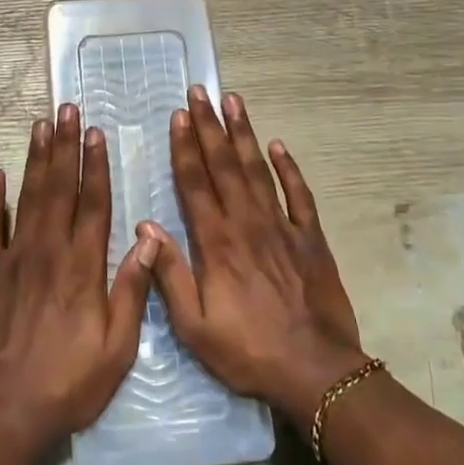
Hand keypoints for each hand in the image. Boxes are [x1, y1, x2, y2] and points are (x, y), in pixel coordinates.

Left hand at [0, 103, 155, 462]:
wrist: (5, 414)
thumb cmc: (69, 384)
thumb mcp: (117, 349)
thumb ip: (132, 291)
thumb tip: (147, 240)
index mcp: (83, 267)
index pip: (93, 204)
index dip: (96, 165)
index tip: (96, 133)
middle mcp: (48, 252)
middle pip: (59, 188)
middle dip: (64, 146)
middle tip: (66, 109)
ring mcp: (13, 259)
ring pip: (27, 198)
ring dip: (35, 159)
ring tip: (40, 125)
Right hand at [145, 88, 368, 430]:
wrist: (316, 372)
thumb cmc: (249, 352)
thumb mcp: (195, 327)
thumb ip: (170, 275)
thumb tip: (147, 227)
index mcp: (216, 243)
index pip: (195, 183)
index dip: (185, 147)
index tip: (178, 116)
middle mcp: (247, 223)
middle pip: (224, 165)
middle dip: (209, 126)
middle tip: (199, 92)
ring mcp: (282, 227)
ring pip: (258, 170)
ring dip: (244, 134)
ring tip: (234, 101)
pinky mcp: (311, 238)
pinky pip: (299, 195)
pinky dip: (289, 168)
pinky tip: (279, 145)